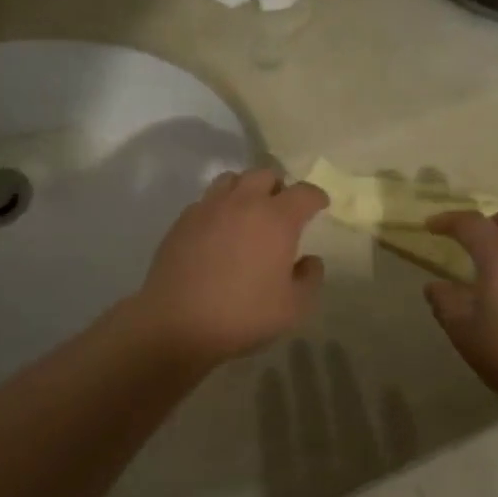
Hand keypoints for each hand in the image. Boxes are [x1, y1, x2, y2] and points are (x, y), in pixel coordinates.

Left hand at [134, 168, 327, 363]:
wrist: (177, 322)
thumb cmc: (243, 315)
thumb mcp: (294, 307)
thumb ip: (310, 278)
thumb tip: (309, 260)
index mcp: (276, 218)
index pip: (304, 193)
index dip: (316, 197)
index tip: (319, 205)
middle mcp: (243, 202)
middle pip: (265, 174)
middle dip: (279, 187)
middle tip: (281, 208)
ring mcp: (209, 207)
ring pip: (232, 179)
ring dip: (246, 189)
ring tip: (248, 212)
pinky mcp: (183, 220)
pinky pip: (207, 200)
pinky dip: (219, 207)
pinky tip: (218, 230)